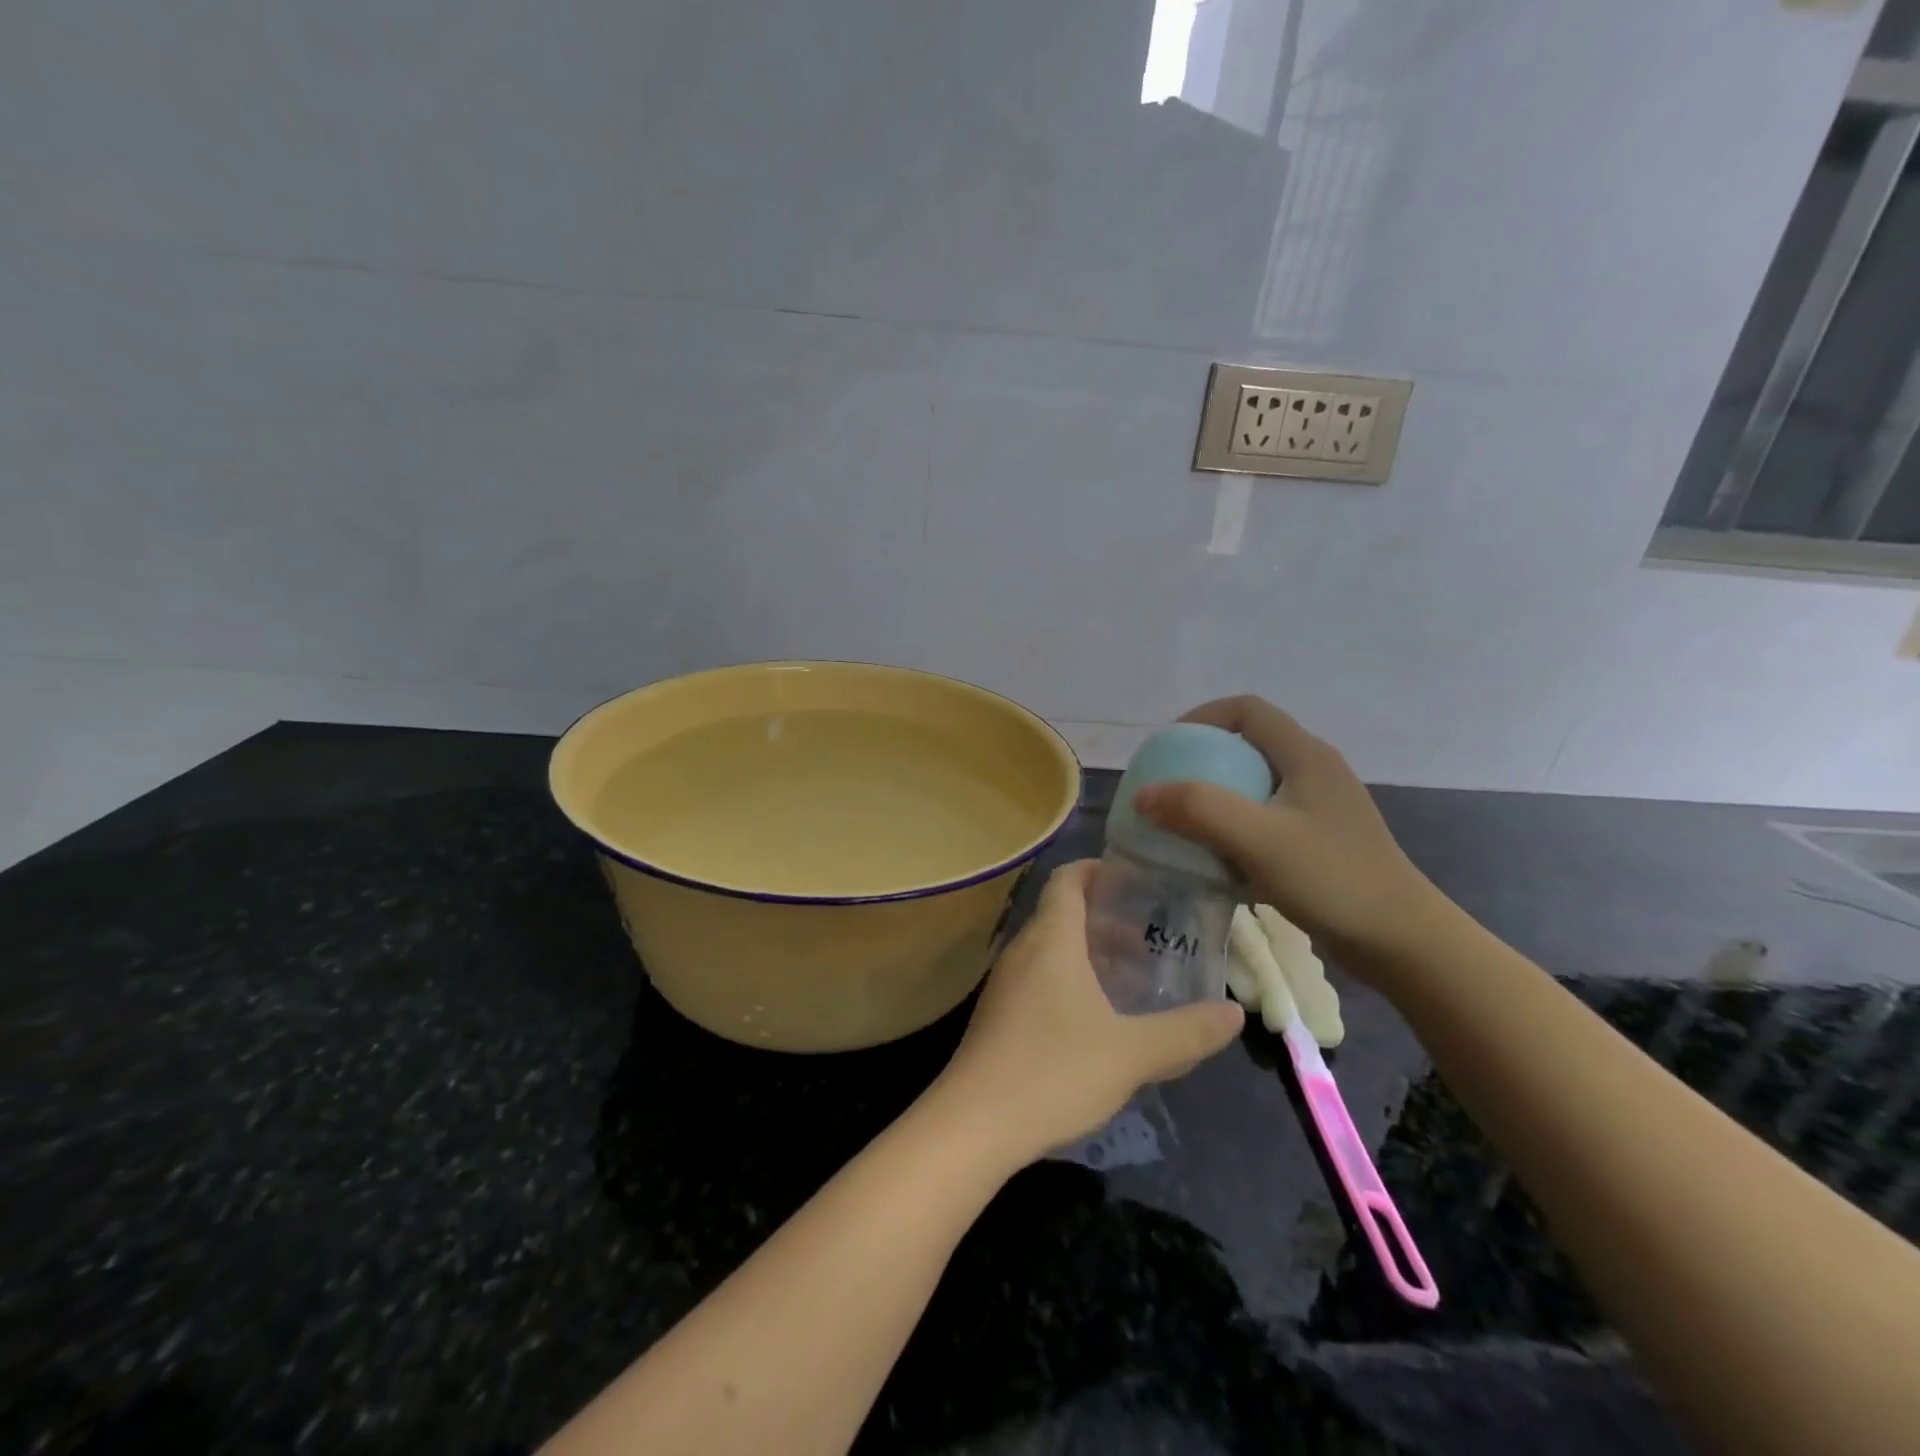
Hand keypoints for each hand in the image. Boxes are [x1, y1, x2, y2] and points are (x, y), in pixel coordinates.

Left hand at [935, 860, 1243, 1163]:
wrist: (974, 1124)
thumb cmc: (1054, 1071)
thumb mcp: (1131, 1054)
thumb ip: (1185, 1032)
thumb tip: (1233, 1013)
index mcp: (1051, 940)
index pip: (1068, 880)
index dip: (1097, 869)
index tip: (1133, 878)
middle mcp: (1022, 950)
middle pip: (1060, 913)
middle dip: (1102, 916)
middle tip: (1147, 933)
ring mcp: (1004, 984)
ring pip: (1048, 948)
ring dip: (1085, 951)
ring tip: (1127, 974)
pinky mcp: (998, 1015)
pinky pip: (1037, 977)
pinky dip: (1067, 978)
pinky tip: (1093, 1016)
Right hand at [1134, 695, 1446, 963]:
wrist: (1402, 943)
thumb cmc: (1333, 880)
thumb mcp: (1260, 840)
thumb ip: (1199, 810)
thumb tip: (1142, 794)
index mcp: (1306, 756)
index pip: (1247, 710)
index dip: (1202, 718)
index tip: (1167, 748)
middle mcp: (1314, 773)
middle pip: (1247, 747)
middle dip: (1201, 764)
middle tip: (1167, 791)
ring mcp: (1318, 810)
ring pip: (1253, 788)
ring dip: (1215, 802)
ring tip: (1182, 828)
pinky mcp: (1318, 843)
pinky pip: (1263, 822)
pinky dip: (1233, 833)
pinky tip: (1215, 863)